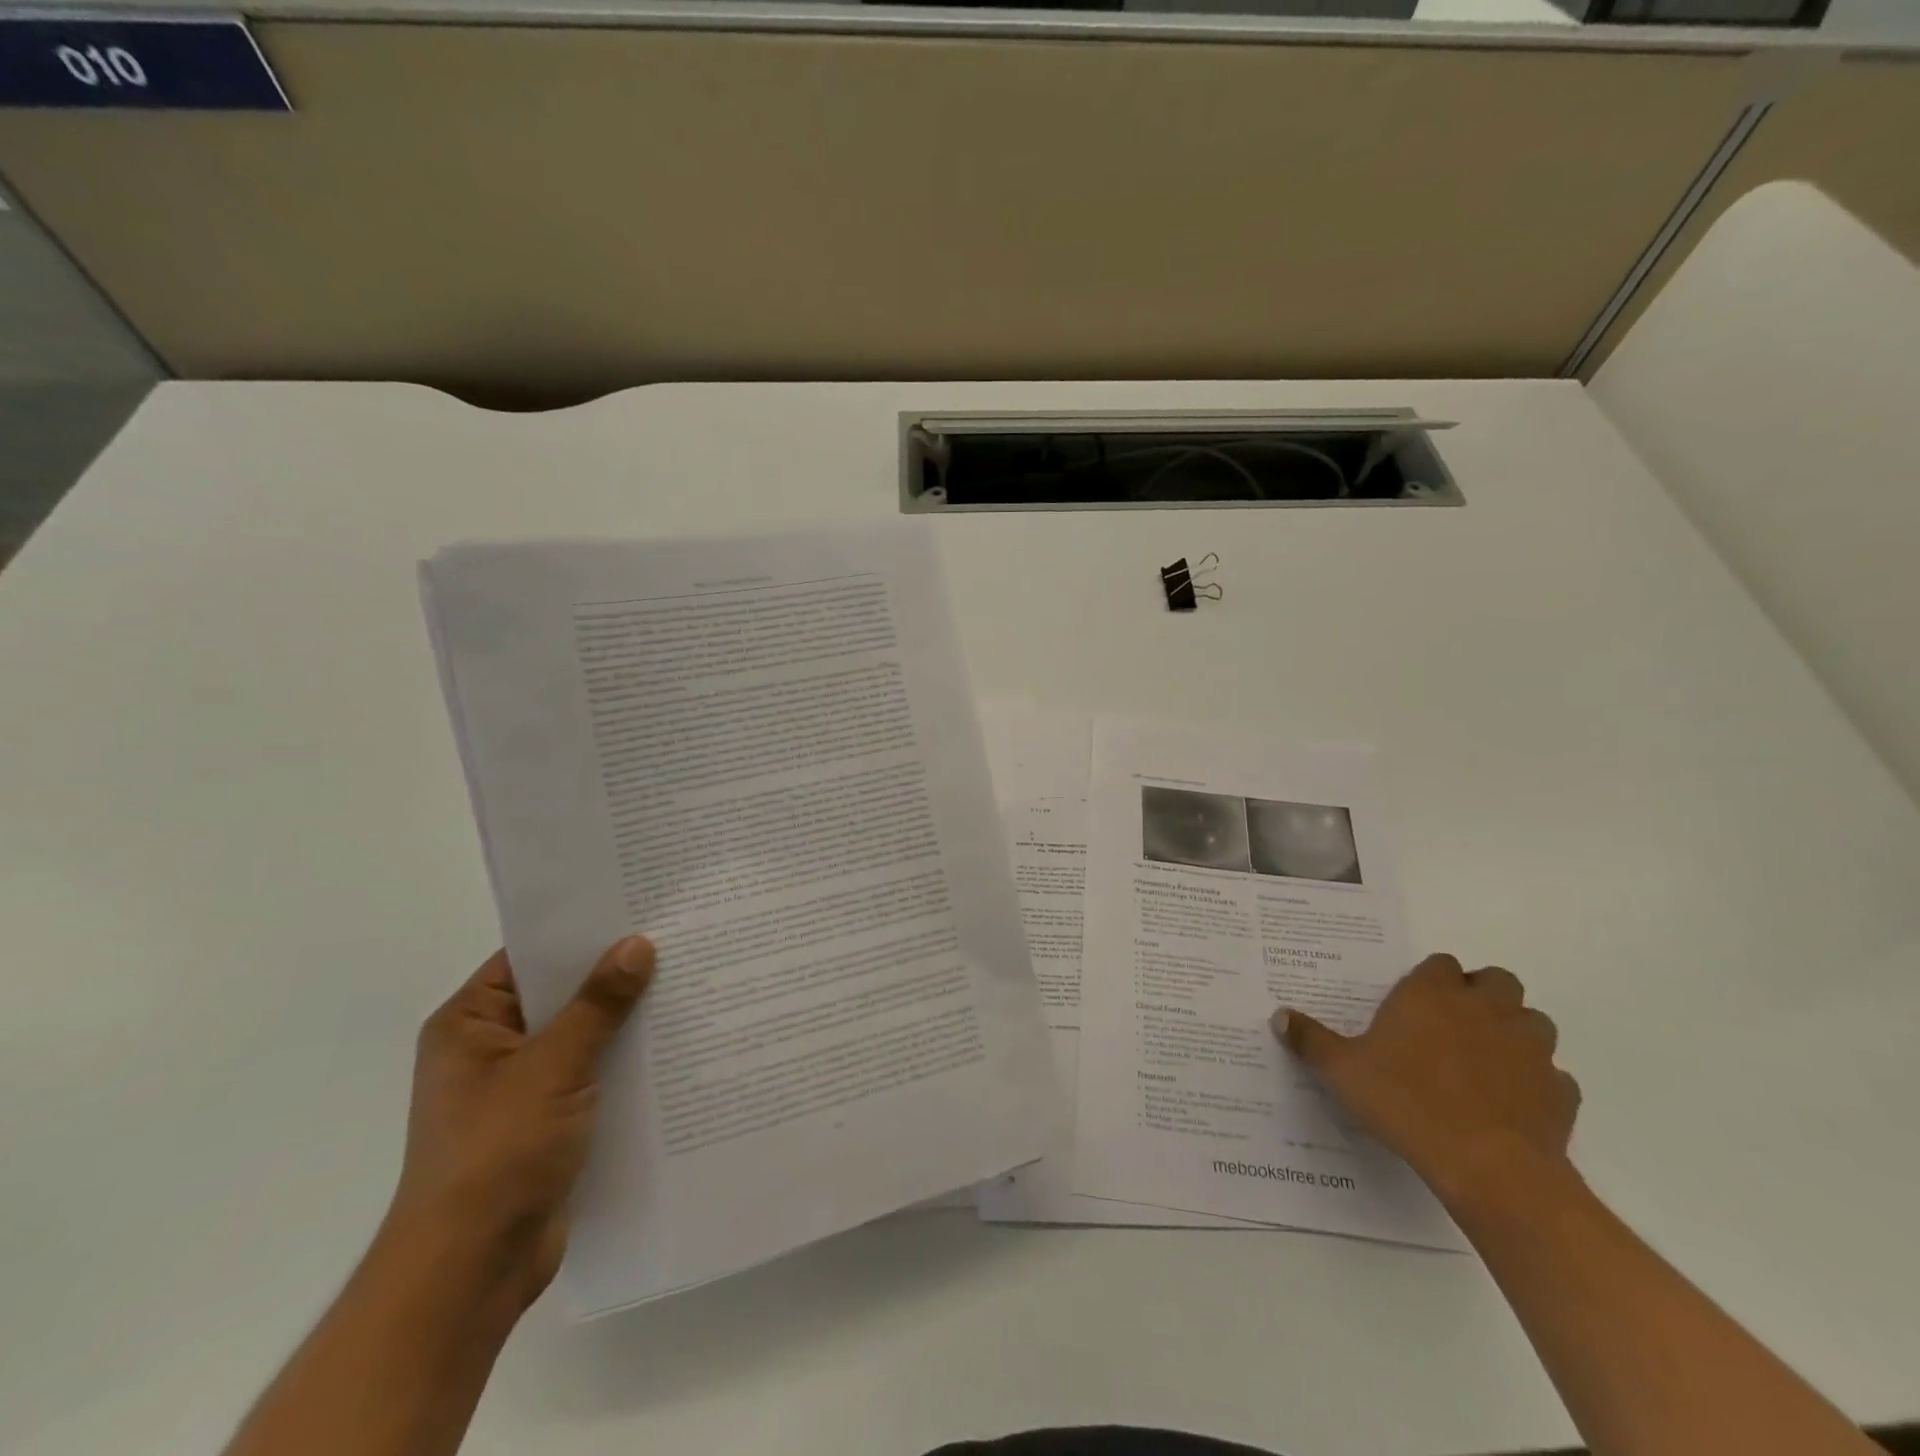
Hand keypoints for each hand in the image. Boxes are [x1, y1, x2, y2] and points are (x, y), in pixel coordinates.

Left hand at [389, 936, 654, 1307]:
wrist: (472, 1270)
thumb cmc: (497, 1154)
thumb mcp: (552, 1067)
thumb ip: (598, 1004)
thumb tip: (637, 944)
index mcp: (471, 1023)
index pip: (530, 957)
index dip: (581, 932)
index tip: (637, 908)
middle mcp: (492, 1047)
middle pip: (561, 994)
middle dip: (614, 974)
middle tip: (676, 938)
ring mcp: (520, 1086)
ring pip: (582, 1033)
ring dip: (625, 1018)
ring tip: (687, 981)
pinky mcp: (548, 1119)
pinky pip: (593, 1071)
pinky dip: (624, 1058)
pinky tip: (673, 1042)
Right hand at [1273, 953, 1579, 1210]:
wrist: (1488, 1166)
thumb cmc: (1406, 1102)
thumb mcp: (1341, 1070)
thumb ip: (1310, 1040)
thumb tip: (1279, 1016)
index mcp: (1433, 995)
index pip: (1440, 964)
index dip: (1430, 980)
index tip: (1413, 1003)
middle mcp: (1485, 1009)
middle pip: (1496, 980)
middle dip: (1480, 994)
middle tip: (1453, 1024)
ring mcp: (1530, 1048)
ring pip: (1532, 1022)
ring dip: (1514, 1032)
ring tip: (1485, 1061)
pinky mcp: (1560, 1092)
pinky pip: (1553, 1076)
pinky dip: (1537, 1083)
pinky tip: (1512, 1104)